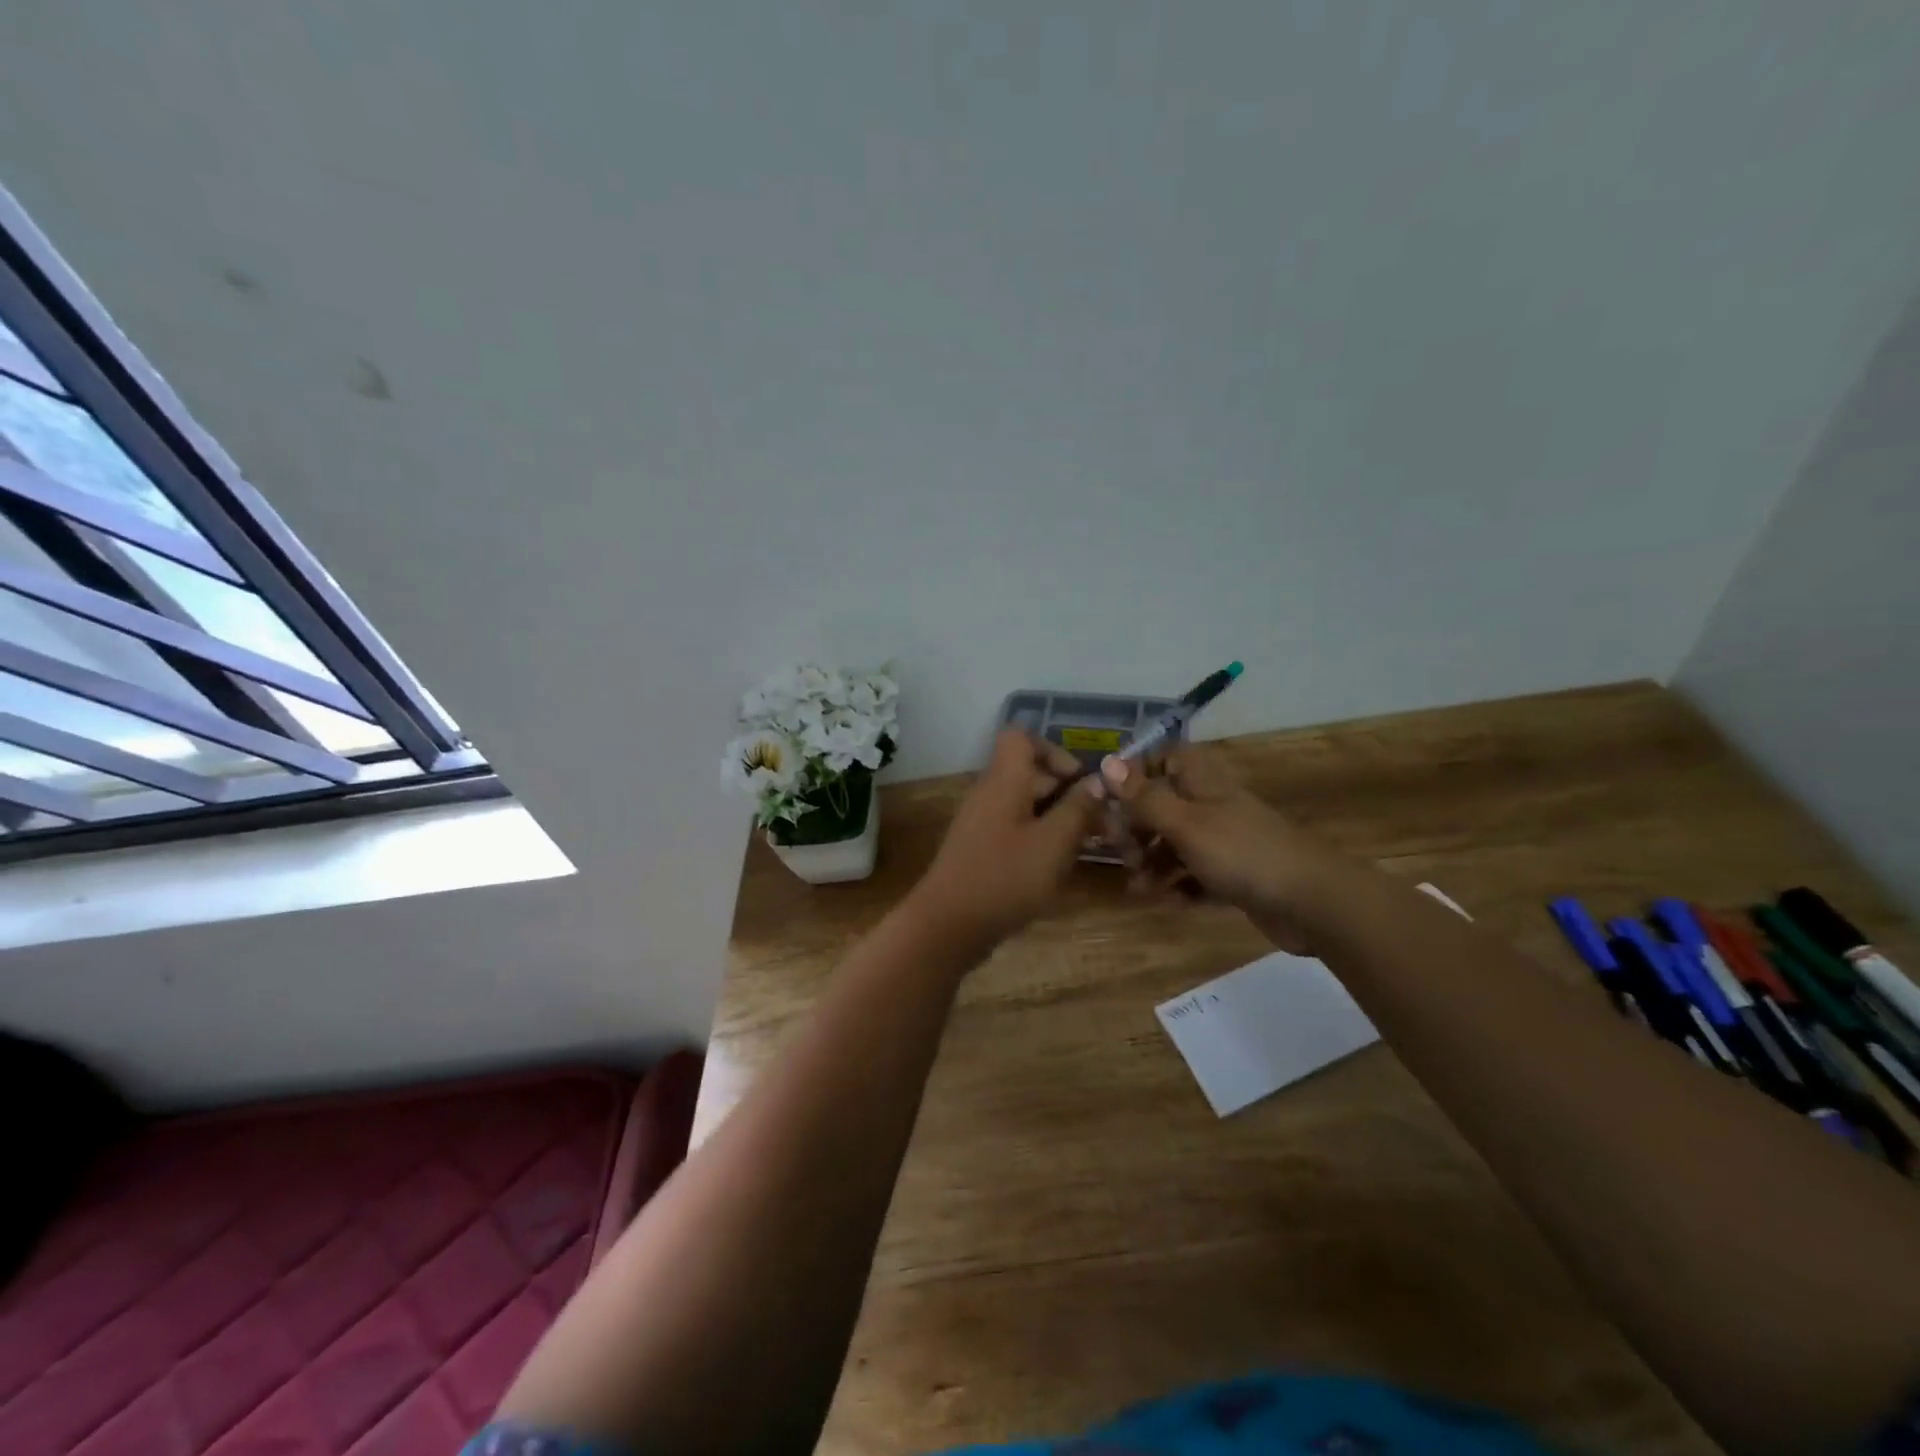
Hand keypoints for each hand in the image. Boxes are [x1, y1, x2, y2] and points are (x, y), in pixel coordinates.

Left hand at [910, 729, 1103, 947]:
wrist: (948, 926)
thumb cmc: (1005, 877)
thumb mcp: (1054, 842)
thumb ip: (1078, 808)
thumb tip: (1097, 781)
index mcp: (1004, 780)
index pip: (1021, 737)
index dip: (1054, 751)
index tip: (1081, 782)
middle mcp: (990, 793)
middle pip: (1030, 773)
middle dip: (1068, 792)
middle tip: (1102, 825)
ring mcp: (982, 822)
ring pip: (1026, 805)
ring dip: (1059, 819)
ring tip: (1088, 847)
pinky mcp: (981, 849)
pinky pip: (1016, 829)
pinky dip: (1040, 839)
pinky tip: (1059, 867)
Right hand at [1094, 744, 1333, 953]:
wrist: (1311, 902)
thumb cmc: (1241, 852)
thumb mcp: (1184, 823)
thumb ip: (1144, 796)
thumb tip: (1106, 761)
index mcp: (1202, 783)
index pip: (1163, 760)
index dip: (1135, 775)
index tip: (1109, 800)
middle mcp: (1211, 806)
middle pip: (1162, 807)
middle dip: (1137, 830)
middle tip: (1124, 855)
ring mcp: (1224, 842)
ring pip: (1175, 844)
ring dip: (1153, 863)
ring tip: (1141, 889)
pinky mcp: (1233, 876)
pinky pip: (1195, 875)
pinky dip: (1179, 885)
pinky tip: (1169, 901)